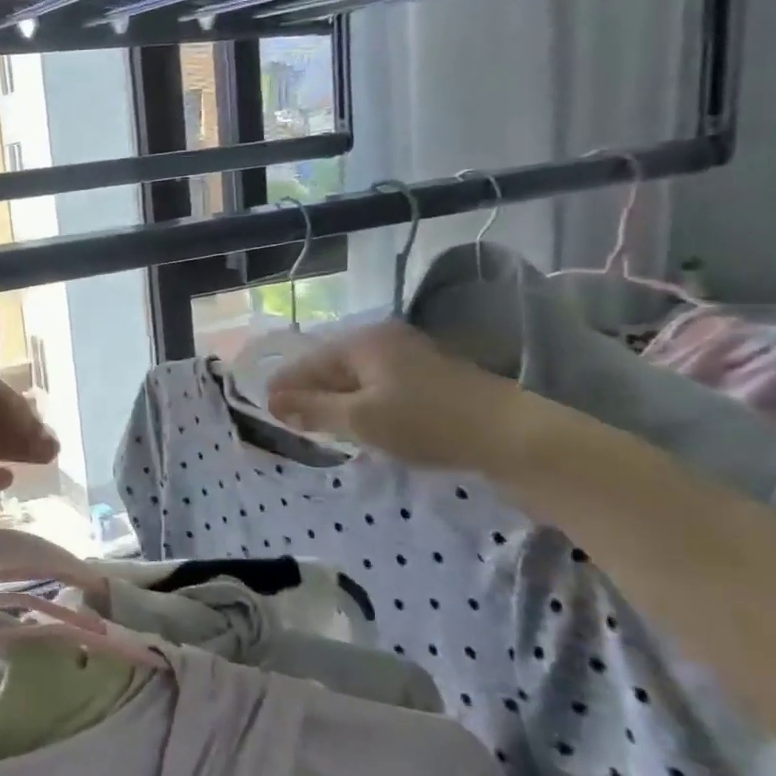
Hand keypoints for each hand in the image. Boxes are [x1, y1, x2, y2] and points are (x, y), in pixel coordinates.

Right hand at [267, 319, 522, 474]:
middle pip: (333, 366)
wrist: (510, 435)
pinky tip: (361, 424)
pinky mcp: (431, 377)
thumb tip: (274, 403)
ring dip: (337, 400)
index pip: (310, 362)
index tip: (265, 409)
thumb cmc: (425, 422)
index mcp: (363, 342)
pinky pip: (380, 386)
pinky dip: (363, 403)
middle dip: (310, 392)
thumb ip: (313, 410)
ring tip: (320, 426)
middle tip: (290, 421)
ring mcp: (411, 356)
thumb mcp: (360, 419)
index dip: (286, 386)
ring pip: (358, 378)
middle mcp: (384, 340)